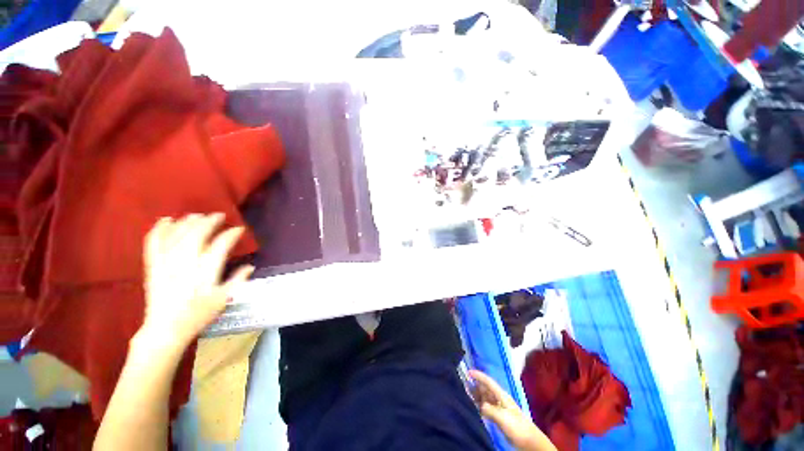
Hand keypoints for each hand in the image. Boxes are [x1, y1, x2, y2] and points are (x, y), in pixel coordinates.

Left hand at [138, 213, 253, 349]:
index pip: (220, 245)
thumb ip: (238, 280)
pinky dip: (159, 230)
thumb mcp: (224, 299)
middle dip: (209, 222)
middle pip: (197, 235)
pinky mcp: (153, 266)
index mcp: (206, 272)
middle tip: (219, 215)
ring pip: (177, 235)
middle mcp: (185, 264)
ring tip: (197, 215)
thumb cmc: (198, 315)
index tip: (239, 229)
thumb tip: (250, 266)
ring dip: (188, 222)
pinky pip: (153, 243)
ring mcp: (166, 263)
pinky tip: (166, 220)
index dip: (231, 235)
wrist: (165, 329)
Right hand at [469, 370, 555, 450]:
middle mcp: (499, 399)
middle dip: (475, 385)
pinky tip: (474, 407)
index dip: (478, 376)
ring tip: (465, 394)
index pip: (488, 381)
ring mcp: (499, 408)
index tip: (468, 372)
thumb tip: (479, 405)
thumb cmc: (517, 427)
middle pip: (485, 388)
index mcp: (501, 395)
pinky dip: (479, 405)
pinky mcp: (499, 417)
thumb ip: (489, 409)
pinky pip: (486, 407)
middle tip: (463, 384)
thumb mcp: (502, 417)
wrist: (529, 441)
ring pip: (485, 397)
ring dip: (476, 395)